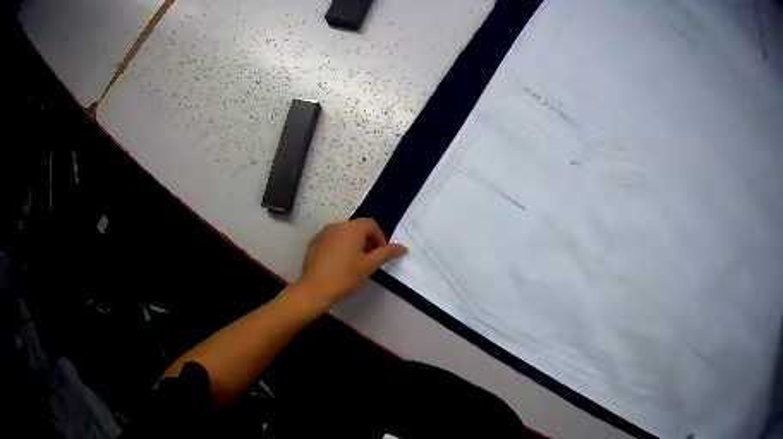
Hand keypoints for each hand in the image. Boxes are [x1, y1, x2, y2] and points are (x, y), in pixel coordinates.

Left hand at [297, 218, 407, 308]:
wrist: (315, 289)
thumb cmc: (345, 276)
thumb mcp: (369, 265)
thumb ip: (386, 253)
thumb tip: (403, 247)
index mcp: (351, 228)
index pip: (371, 225)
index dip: (380, 238)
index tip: (381, 254)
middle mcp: (336, 225)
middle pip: (357, 228)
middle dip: (367, 241)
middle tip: (370, 260)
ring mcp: (323, 234)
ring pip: (344, 234)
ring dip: (353, 244)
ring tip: (355, 263)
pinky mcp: (314, 243)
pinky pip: (332, 240)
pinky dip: (340, 247)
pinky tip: (339, 265)